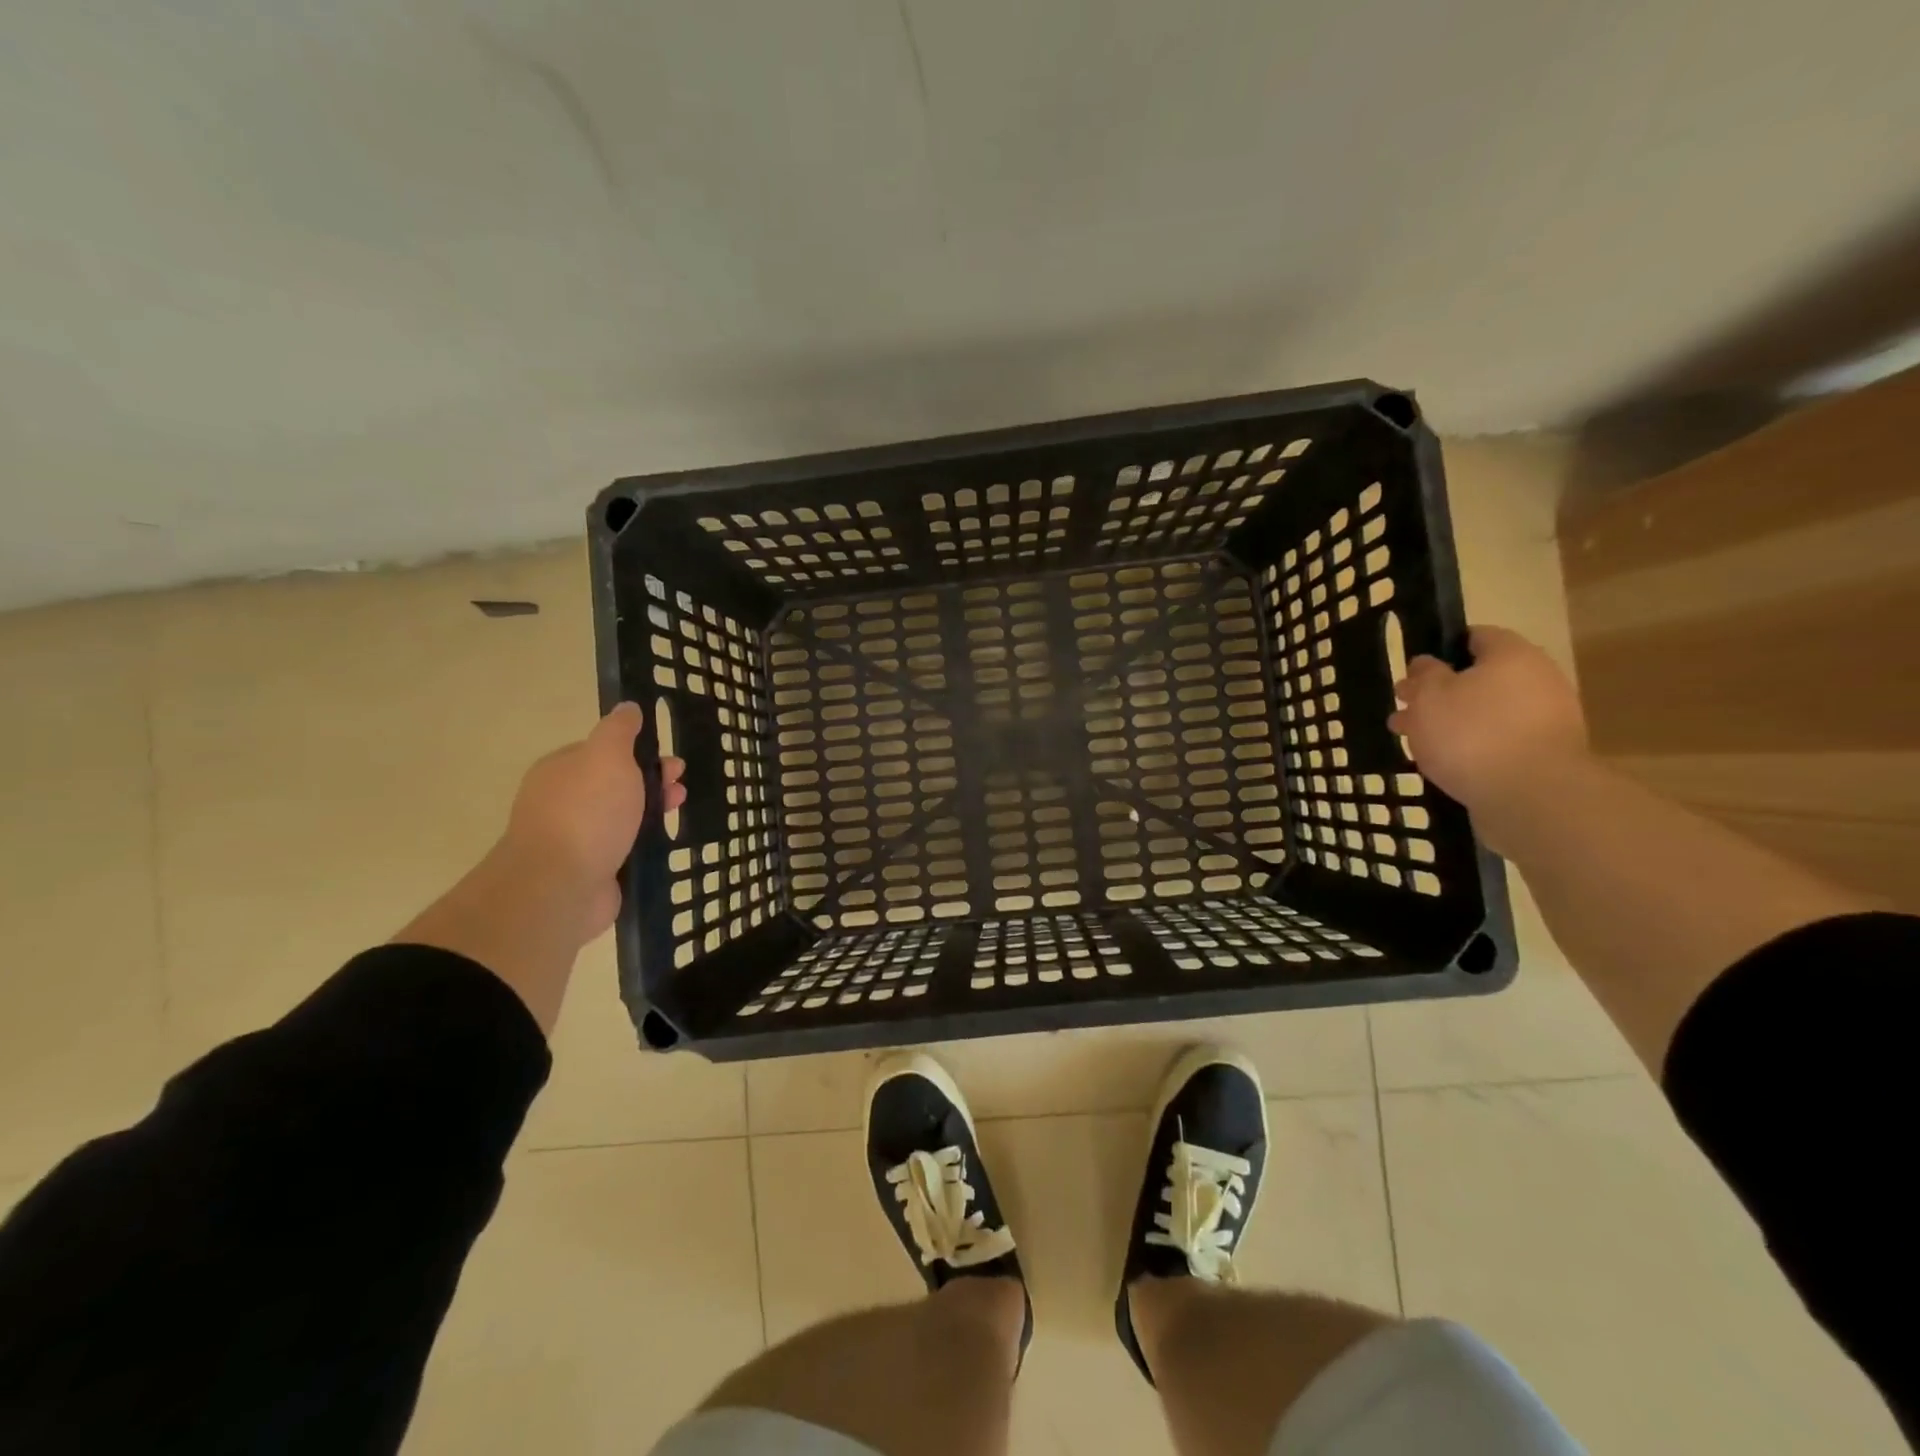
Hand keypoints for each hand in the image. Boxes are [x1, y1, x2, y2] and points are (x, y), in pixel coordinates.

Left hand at [498, 702, 684, 937]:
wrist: (561, 885)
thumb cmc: (587, 812)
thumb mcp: (608, 755)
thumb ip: (619, 730)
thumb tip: (628, 707)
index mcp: (561, 769)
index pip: (602, 752)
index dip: (638, 752)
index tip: (668, 758)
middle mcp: (563, 801)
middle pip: (615, 784)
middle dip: (651, 781)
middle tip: (680, 786)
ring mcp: (575, 839)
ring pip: (621, 816)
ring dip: (651, 810)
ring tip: (678, 811)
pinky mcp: (589, 871)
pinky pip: (622, 848)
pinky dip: (642, 842)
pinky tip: (662, 841)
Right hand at [1387, 626, 1588, 813]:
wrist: (1531, 796)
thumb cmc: (1472, 734)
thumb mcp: (1429, 696)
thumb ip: (1424, 675)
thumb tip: (1428, 664)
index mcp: (1512, 655)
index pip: (1474, 636)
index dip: (1439, 649)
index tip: (1413, 671)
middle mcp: (1537, 680)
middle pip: (1479, 678)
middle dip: (1439, 693)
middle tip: (1404, 710)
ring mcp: (1546, 720)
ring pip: (1485, 712)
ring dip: (1450, 722)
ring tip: (1414, 741)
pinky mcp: (1544, 755)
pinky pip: (1499, 740)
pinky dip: (1472, 746)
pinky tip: (1444, 761)